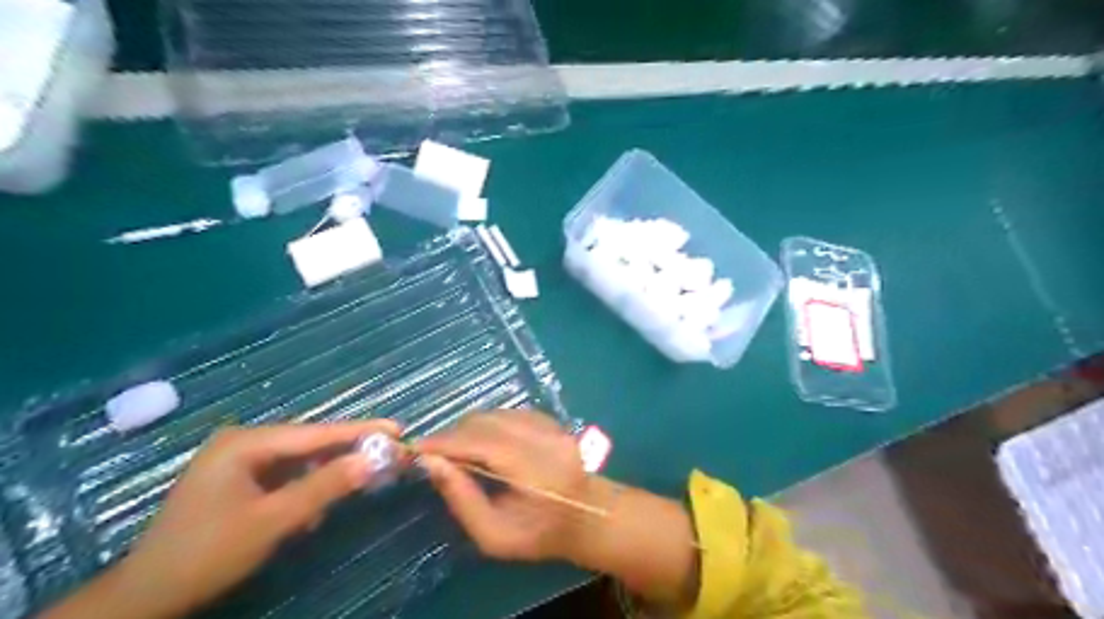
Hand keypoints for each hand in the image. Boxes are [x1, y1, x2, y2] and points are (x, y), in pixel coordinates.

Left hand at [105, 420, 398, 618]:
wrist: (147, 598)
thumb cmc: (209, 553)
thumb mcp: (274, 520)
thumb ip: (325, 486)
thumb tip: (374, 459)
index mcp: (245, 442)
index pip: (315, 432)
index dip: (359, 430)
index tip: (397, 428)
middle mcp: (242, 442)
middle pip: (308, 443)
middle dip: (344, 453)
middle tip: (384, 456)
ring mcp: (237, 460)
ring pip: (298, 460)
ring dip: (324, 475)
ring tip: (354, 485)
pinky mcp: (236, 479)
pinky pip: (283, 475)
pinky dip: (303, 488)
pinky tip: (312, 508)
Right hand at [415, 408, 591, 562]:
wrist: (588, 516)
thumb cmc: (539, 535)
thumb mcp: (494, 535)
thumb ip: (462, 498)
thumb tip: (431, 463)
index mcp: (535, 468)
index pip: (481, 442)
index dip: (445, 442)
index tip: (415, 448)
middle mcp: (545, 437)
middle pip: (487, 421)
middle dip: (453, 434)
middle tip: (433, 453)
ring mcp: (551, 424)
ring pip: (496, 413)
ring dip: (469, 427)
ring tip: (455, 449)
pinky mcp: (551, 419)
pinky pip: (508, 413)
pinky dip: (488, 423)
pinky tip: (482, 442)